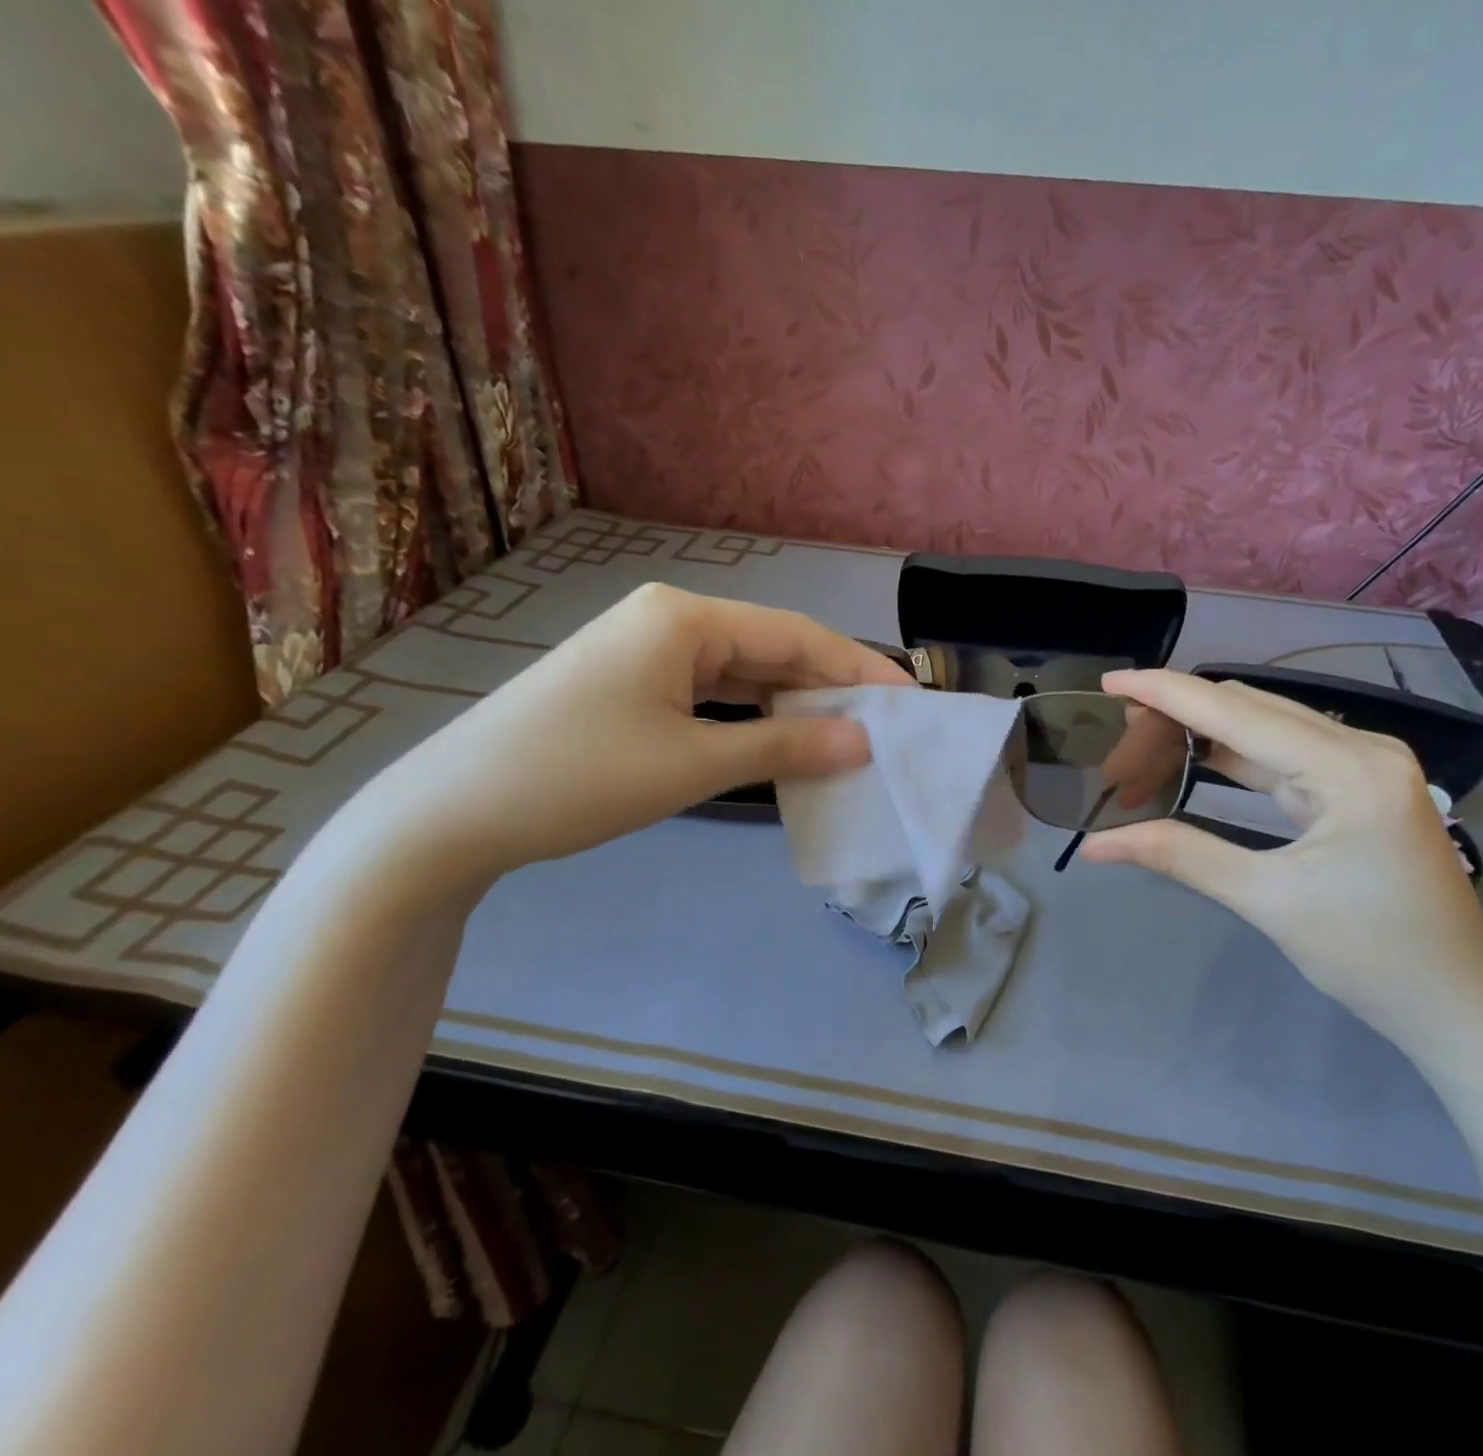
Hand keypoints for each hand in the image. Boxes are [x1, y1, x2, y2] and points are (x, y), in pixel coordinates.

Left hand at [356, 585, 910, 882]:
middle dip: (830, 685)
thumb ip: (786, 744)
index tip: (911, 699)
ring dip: (793, 703)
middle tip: (886, 724)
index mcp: (685, 618)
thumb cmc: (578, 778)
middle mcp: (669, 619)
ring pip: (743, 671)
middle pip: (771, 647)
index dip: (858, 667)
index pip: (796, 635)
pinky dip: (752, 715)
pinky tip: (784, 737)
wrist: (452, 813)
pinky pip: (712, 691)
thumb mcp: (693, 763)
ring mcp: (646, 649)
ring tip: (848, 734)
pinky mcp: (632, 682)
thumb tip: (864, 740)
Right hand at [1081, 670, 1482, 1053]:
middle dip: (1179, 716)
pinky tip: (1193, 761)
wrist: (1460, 1007)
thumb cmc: (1372, 957)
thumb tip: (1095, 845)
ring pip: (1266, 728)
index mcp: (1349, 768)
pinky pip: (1284, 756)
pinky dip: (1233, 757)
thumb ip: (1180, 855)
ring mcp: (1366, 766)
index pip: (1237, 712)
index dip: (1167, 693)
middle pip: (1251, 708)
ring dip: (1203, 734)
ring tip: (1142, 747)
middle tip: (1118, 740)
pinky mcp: (1360, 788)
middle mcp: (1363, 748)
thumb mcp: (1268, 902)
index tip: (1109, 683)